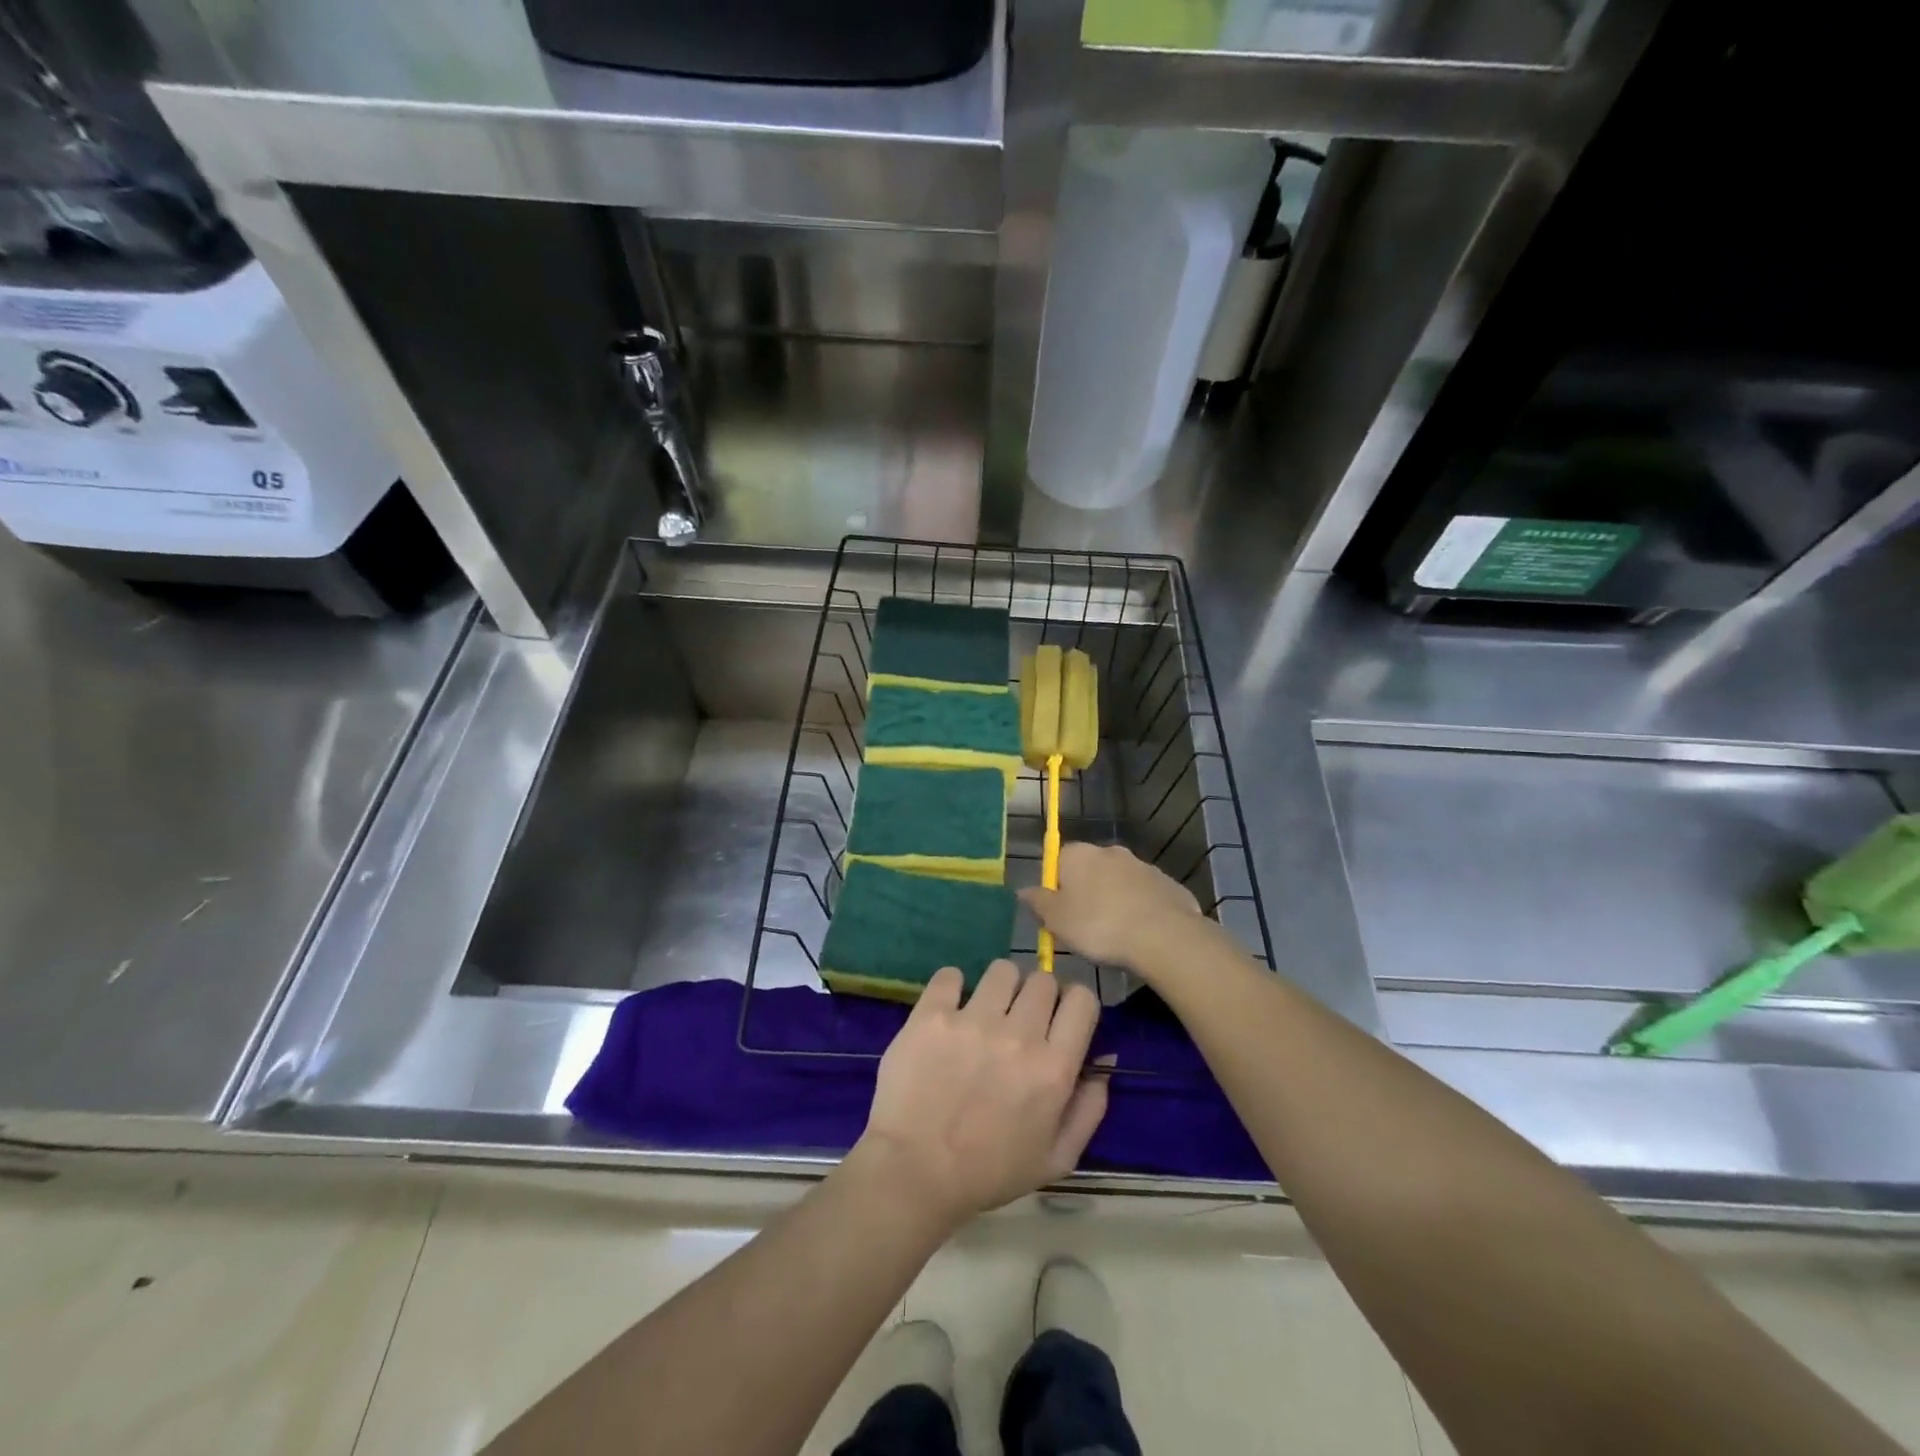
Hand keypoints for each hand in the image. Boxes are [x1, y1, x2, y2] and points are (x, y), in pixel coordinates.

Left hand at [855, 961, 1107, 1230]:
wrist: (914, 1173)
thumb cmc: (989, 1172)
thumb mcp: (1056, 1158)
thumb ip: (1089, 1108)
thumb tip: (1104, 1058)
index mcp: (1053, 1068)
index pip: (1082, 999)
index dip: (1073, 1003)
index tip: (1059, 1017)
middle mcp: (1018, 1035)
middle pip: (1043, 980)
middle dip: (1037, 996)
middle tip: (1019, 1020)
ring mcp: (972, 1021)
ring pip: (1002, 970)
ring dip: (999, 987)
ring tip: (984, 1012)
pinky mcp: (931, 1015)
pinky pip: (951, 975)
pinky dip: (952, 987)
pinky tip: (949, 1010)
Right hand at [1019, 841, 1204, 972]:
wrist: (1163, 935)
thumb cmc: (1098, 925)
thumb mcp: (1056, 920)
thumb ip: (1038, 902)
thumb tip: (1022, 890)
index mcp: (1078, 854)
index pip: (1057, 862)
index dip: (1056, 889)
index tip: (1059, 916)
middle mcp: (1109, 851)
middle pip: (1089, 871)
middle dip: (1086, 894)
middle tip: (1085, 929)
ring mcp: (1142, 865)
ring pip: (1119, 883)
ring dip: (1115, 901)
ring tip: (1115, 936)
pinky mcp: (1167, 883)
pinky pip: (1145, 897)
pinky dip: (1141, 910)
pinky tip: (1141, 936)